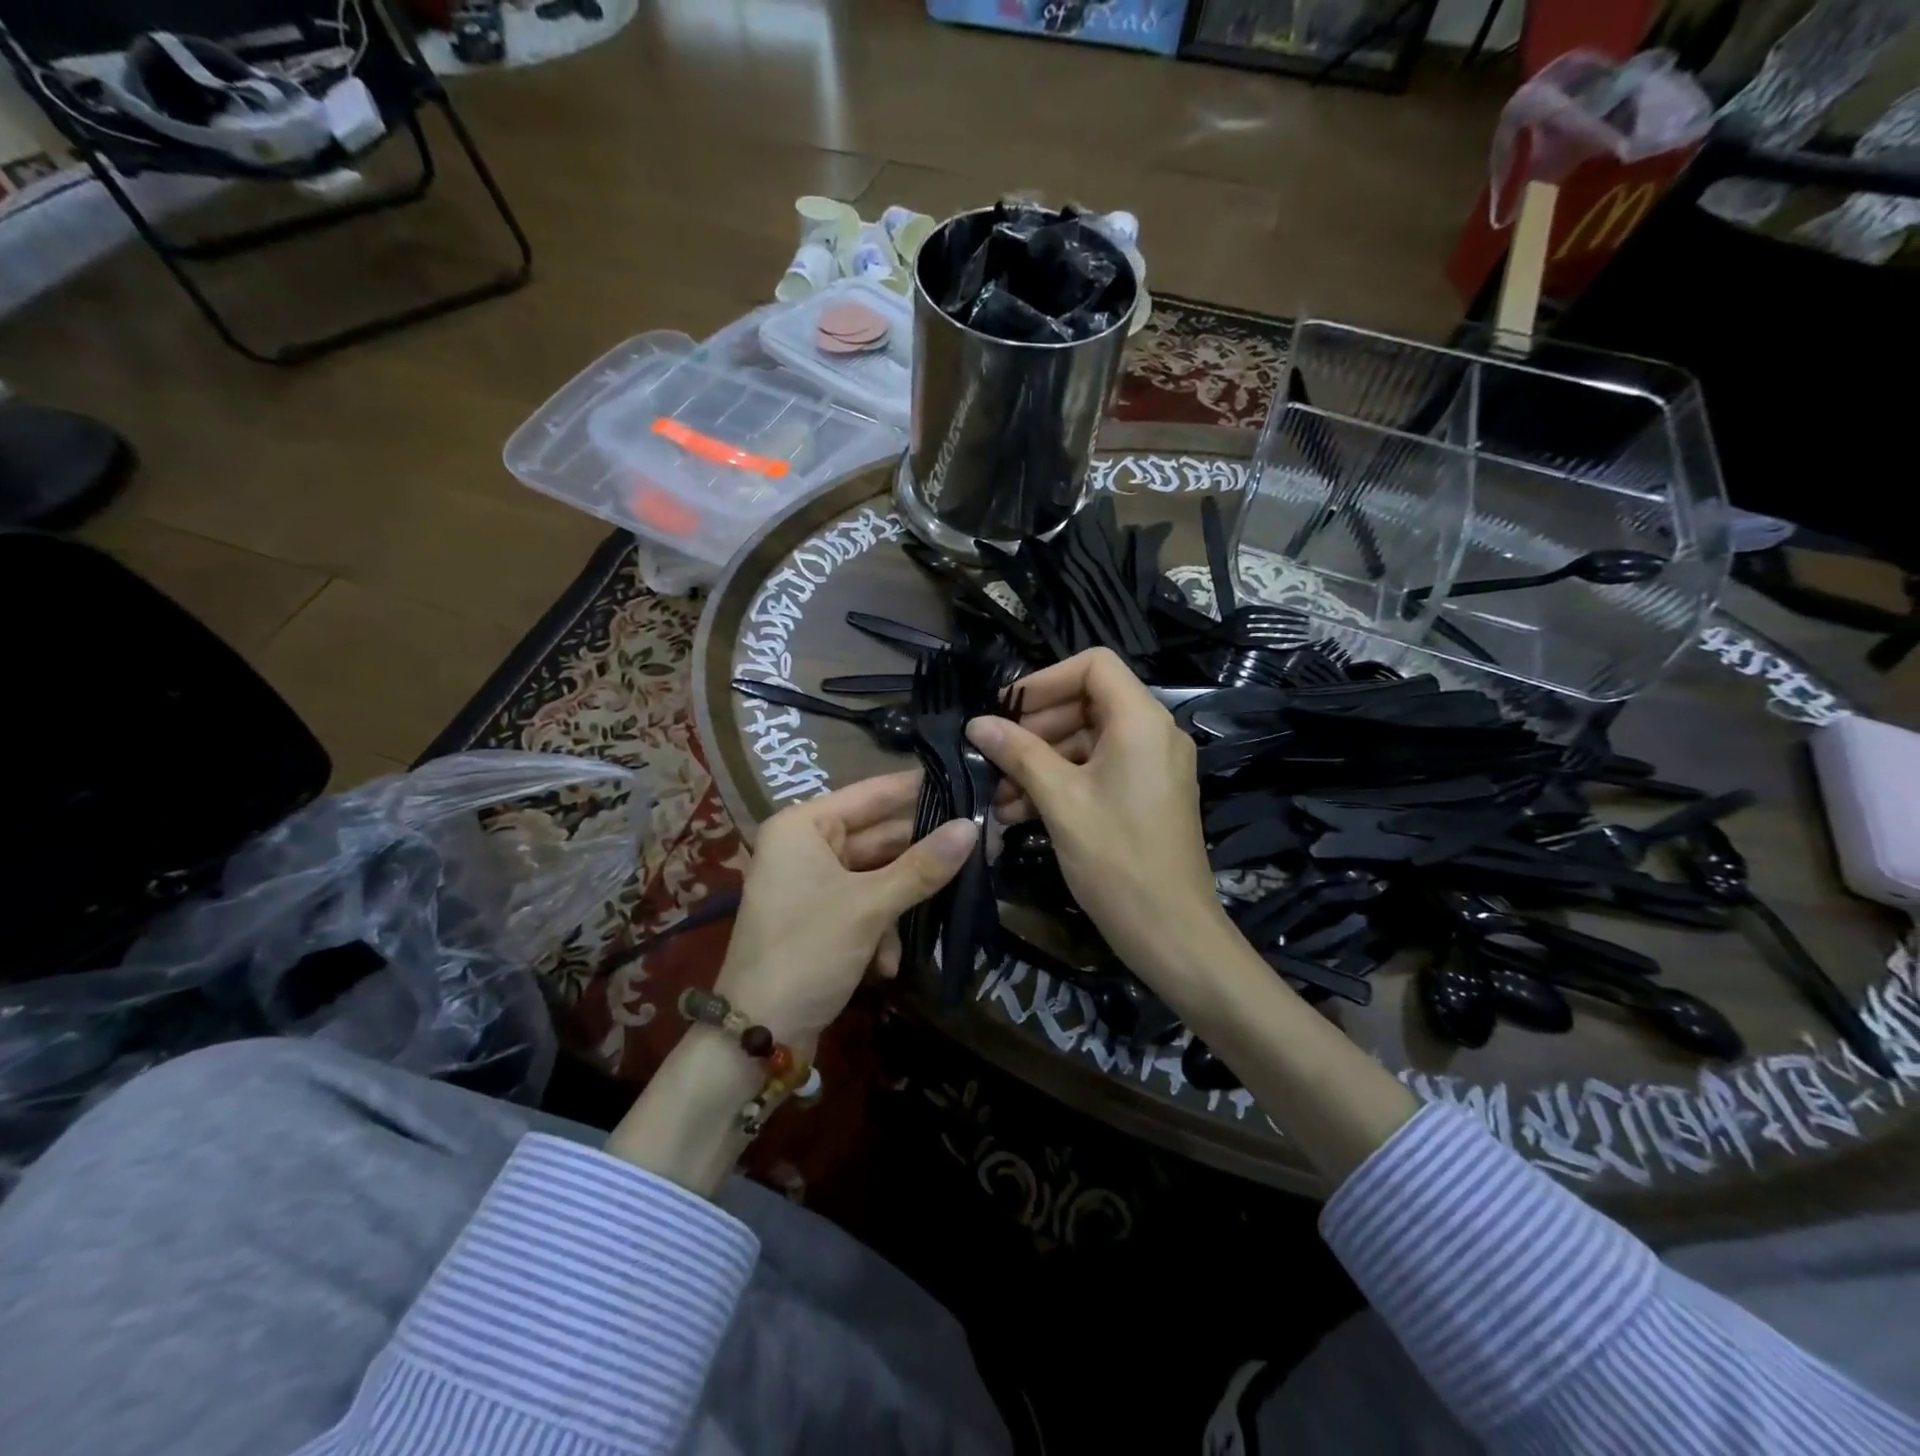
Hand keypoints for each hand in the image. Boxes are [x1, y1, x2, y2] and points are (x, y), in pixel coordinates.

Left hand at [714, 770, 974, 1053]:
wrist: (757, 1034)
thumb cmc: (808, 952)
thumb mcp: (869, 906)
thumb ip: (922, 866)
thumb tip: (972, 828)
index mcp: (804, 826)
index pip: (872, 794)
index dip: (920, 789)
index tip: (968, 781)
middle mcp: (805, 845)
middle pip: (879, 836)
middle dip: (921, 855)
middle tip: (980, 847)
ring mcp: (812, 882)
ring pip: (877, 875)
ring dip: (902, 903)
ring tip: (947, 909)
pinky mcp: (821, 917)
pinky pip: (864, 904)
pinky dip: (880, 930)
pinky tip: (887, 965)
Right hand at [965, 648, 1233, 992]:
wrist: (1171, 932)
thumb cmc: (1116, 859)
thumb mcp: (1060, 800)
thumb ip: (1018, 753)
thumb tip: (977, 722)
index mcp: (1141, 721)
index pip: (1093, 665)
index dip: (1044, 680)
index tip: (1006, 709)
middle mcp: (1153, 733)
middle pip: (1087, 702)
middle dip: (1035, 728)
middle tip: (994, 754)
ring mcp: (1152, 765)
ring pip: (1087, 740)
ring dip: (1040, 761)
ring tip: (998, 794)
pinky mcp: (1146, 794)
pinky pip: (1098, 769)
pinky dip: (1061, 782)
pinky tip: (1020, 811)